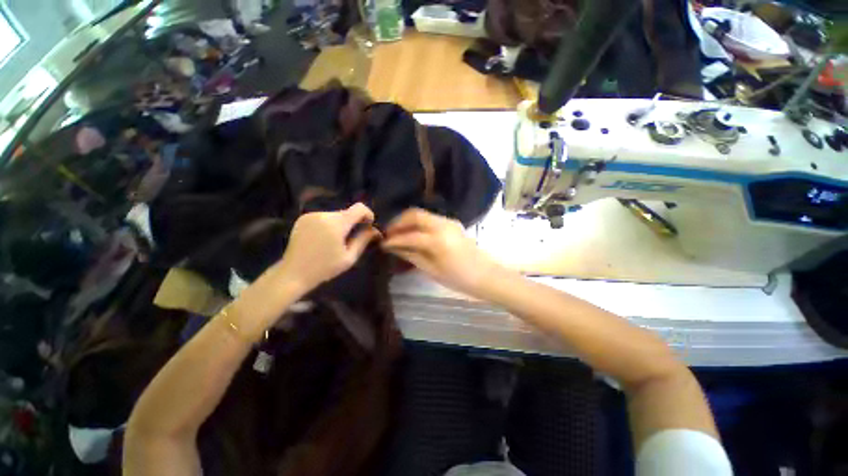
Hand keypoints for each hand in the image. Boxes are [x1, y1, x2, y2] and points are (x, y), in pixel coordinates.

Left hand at [278, 203, 381, 290]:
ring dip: (341, 224)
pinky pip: (324, 217)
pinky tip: (324, 239)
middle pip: (347, 212)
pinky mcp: (303, 218)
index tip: (368, 226)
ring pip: (335, 215)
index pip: (359, 208)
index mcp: (336, 223)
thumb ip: (363, 240)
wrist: (293, 274)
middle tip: (352, 239)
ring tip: (336, 241)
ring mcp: (311, 215)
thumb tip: (375, 230)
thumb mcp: (349, 257)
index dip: (368, 214)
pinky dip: (329, 225)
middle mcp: (323, 214)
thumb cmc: (324, 268)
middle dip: (353, 222)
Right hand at [382, 209, 500, 296]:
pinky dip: (418, 222)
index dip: (393, 239)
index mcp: (437, 240)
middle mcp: (442, 225)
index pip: (409, 236)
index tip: (381, 243)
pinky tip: (412, 232)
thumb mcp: (432, 270)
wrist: (485, 274)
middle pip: (414, 214)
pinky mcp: (452, 222)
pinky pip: (429, 218)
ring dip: (407, 221)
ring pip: (422, 214)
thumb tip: (393, 247)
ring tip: (397, 233)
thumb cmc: (459, 278)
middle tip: (388, 233)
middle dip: (398, 222)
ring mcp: (448, 221)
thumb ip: (411, 255)